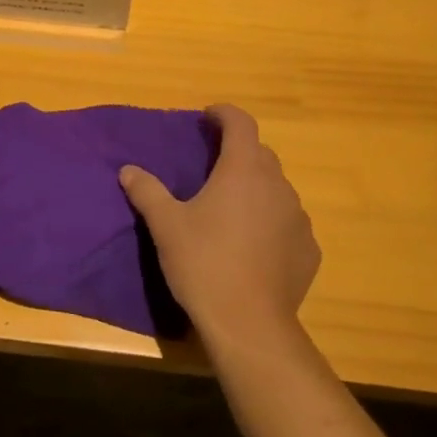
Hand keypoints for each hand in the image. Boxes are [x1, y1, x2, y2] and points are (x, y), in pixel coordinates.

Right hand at [119, 105, 319, 347]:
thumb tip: (128, 170)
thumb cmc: (203, 263)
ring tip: (231, 209)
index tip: (207, 117)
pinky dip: (271, 222)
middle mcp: (277, 185)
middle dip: (237, 152)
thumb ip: (147, 191)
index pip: (241, 123)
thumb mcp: (166, 225)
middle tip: (212, 166)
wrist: (248, 323)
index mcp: (243, 170)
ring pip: (276, 189)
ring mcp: (298, 218)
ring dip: (256, 189)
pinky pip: (288, 223)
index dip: (224, 114)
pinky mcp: (308, 249)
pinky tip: (253, 245)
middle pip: (260, 154)